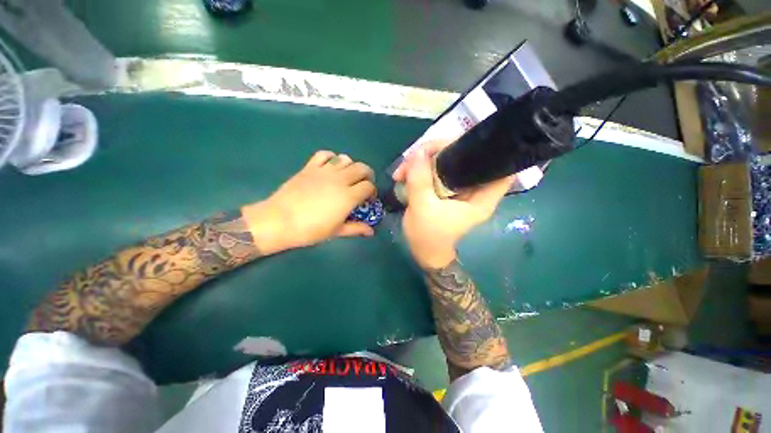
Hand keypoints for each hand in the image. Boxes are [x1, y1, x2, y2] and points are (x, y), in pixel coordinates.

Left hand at [242, 151, 375, 253]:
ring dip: (351, 166)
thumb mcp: (336, 231)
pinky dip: (331, 157)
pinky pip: (325, 154)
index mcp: (348, 196)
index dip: (372, 191)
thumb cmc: (310, 229)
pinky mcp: (310, 167)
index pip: (369, 186)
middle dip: (367, 175)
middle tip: (363, 185)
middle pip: (362, 168)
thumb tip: (371, 232)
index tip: (368, 199)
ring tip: (348, 176)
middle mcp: (340, 180)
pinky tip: (330, 166)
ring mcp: (324, 171)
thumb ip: (356, 228)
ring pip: (346, 159)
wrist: (280, 220)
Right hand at [393, 141, 512, 268]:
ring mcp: (458, 188)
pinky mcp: (445, 189)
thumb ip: (420, 180)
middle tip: (416, 156)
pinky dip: (422, 168)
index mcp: (480, 198)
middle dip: (440, 151)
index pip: (500, 168)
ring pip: (447, 162)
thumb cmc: (427, 236)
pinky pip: (437, 170)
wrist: (422, 252)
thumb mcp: (422, 208)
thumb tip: (418, 152)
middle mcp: (473, 189)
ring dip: (424, 160)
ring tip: (402, 171)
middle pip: (467, 157)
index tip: (467, 141)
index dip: (490, 151)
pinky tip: (405, 174)